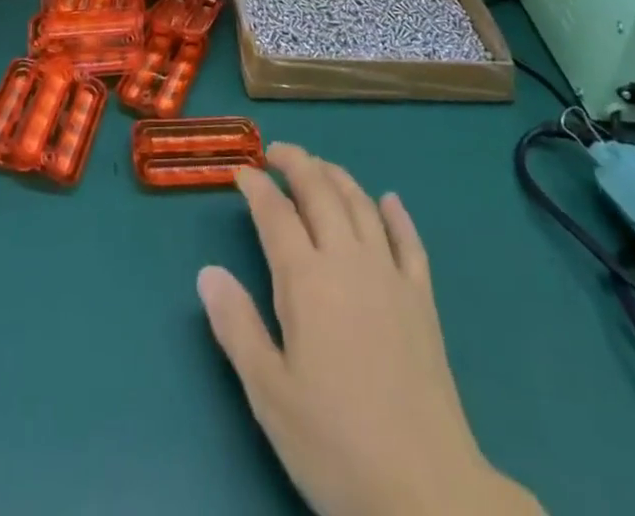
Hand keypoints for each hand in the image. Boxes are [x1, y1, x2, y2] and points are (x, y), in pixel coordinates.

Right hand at [198, 145, 537, 515]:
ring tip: (319, 166)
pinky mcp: (423, 299)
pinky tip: (389, 200)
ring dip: (337, 176)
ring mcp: (390, 276)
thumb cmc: (335, 444)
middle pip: (321, 192)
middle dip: (297, 163)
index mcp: (306, 280)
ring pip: (361, 205)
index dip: (256, 186)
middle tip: (277, 152)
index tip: (241, 171)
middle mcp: (348, 261)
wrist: (427, 491)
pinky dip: (396, 214)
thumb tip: (207, 272)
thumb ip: (237, 326)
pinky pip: (409, 241)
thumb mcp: (269, 393)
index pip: (275, 213)